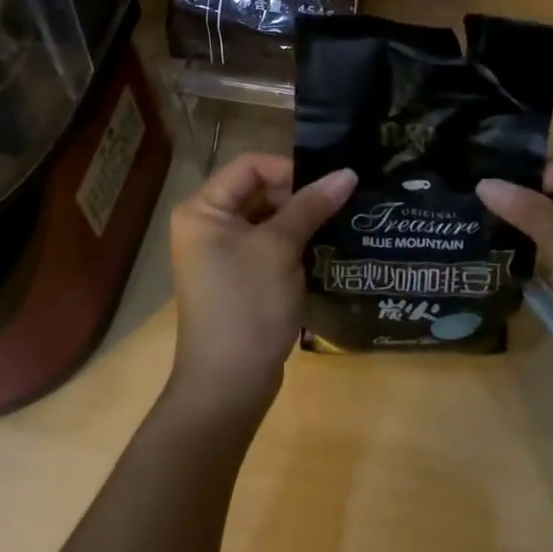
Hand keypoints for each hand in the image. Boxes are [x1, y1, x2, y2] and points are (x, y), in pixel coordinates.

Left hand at [168, 154, 355, 411]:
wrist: (228, 386)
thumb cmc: (247, 305)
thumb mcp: (280, 248)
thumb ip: (312, 205)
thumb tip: (349, 172)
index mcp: (203, 209)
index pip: (251, 166)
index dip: (290, 168)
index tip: (328, 184)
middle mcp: (207, 224)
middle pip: (259, 190)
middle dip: (299, 195)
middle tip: (339, 202)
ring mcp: (221, 252)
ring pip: (267, 218)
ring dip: (300, 219)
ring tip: (339, 220)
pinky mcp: (238, 276)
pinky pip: (267, 244)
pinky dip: (294, 243)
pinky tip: (325, 247)